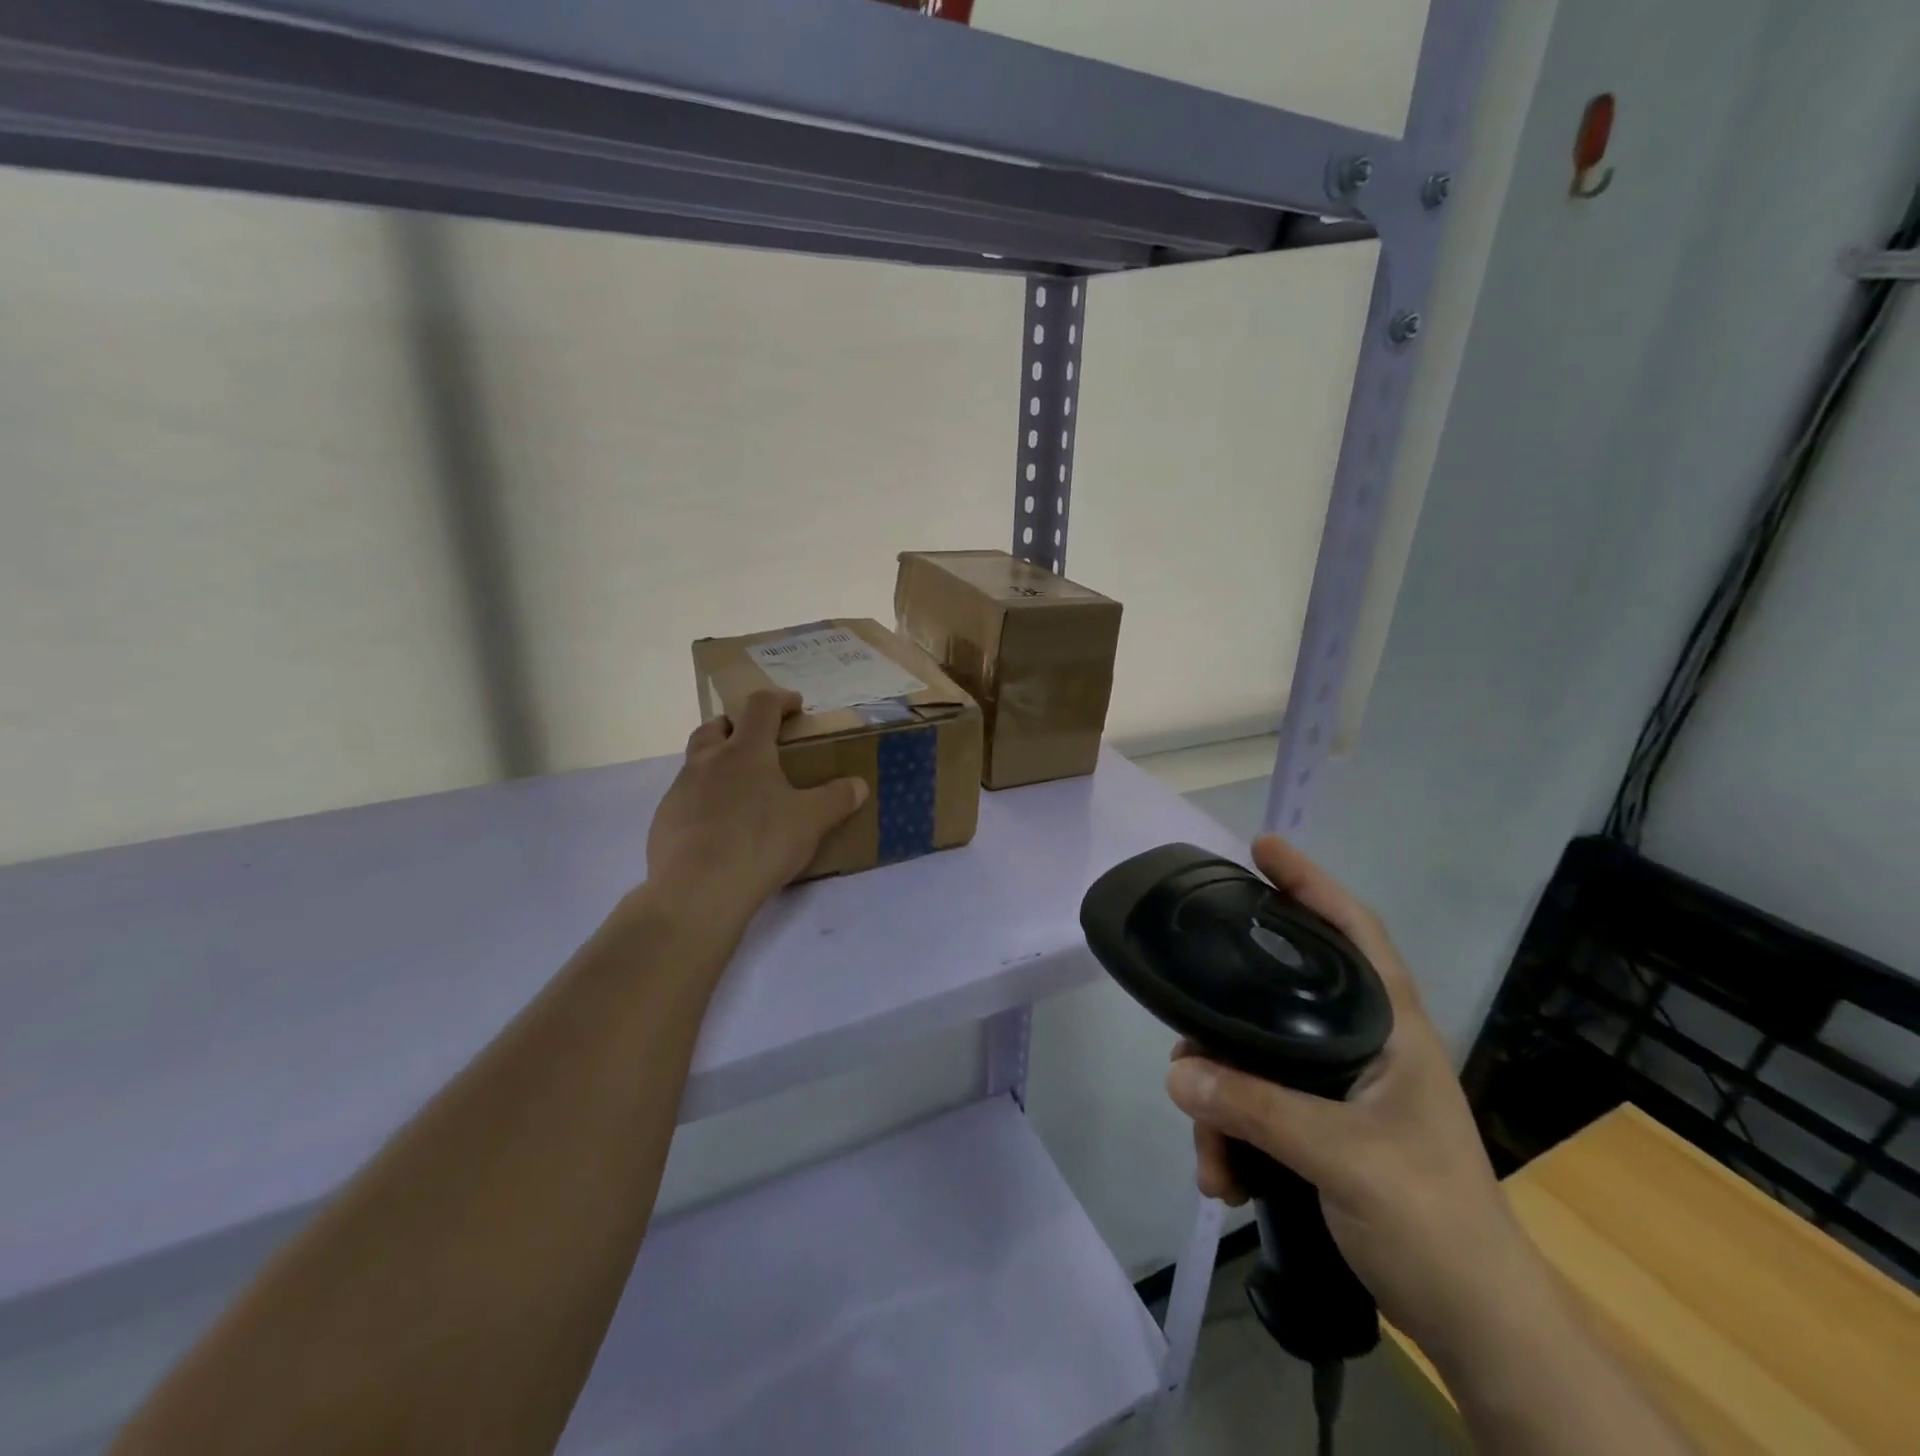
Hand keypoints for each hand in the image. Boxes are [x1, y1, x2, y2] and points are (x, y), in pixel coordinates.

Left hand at [645, 689, 867, 927]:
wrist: (696, 892)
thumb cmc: (760, 844)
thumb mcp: (811, 821)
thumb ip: (837, 799)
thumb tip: (859, 785)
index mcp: (745, 751)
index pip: (760, 707)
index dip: (780, 700)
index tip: (795, 706)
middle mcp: (708, 761)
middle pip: (716, 727)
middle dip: (737, 727)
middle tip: (758, 745)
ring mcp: (680, 790)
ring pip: (697, 762)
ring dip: (717, 764)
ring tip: (742, 793)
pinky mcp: (664, 820)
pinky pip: (686, 798)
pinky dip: (704, 801)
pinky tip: (720, 829)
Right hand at [1165, 835, 1543, 1358]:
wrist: (1477, 1328)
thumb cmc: (1434, 1223)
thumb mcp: (1344, 1159)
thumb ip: (1258, 1109)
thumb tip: (1177, 1071)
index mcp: (1391, 1029)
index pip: (1353, 931)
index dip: (1310, 883)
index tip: (1261, 848)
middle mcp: (1363, 1045)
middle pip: (1277, 1000)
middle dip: (1224, 1031)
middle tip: (1188, 1050)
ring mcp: (1340, 1088)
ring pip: (1255, 1062)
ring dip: (1221, 1106)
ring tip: (1211, 1161)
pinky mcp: (1322, 1128)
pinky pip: (1257, 1107)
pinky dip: (1232, 1136)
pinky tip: (1223, 1178)